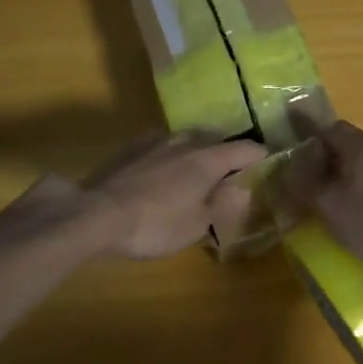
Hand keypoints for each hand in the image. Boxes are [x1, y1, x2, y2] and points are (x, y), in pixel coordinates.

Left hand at [69, 132, 266, 259]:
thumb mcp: (196, 225)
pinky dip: (170, 153)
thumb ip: (222, 205)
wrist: (96, 215)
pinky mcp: (130, 147)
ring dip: (196, 149)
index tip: (266, 158)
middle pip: (214, 139)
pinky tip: (162, 167)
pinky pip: (160, 144)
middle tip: (231, 168)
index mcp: (207, 160)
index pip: (243, 149)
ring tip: (197, 166)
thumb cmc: (155, 225)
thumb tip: (243, 189)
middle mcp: (184, 142)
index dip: (258, 154)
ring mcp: (155, 141)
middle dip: (226, 151)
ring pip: (185, 138)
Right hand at [282, 121, 362, 289]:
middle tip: (316, 183)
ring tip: (341, 204)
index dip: (313, 138)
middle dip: (333, 161)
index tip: (299, 153)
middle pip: (353, 147)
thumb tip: (287, 170)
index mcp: (360, 147)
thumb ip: (305, 186)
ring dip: (355, 180)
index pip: (331, 128)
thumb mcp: (328, 205)